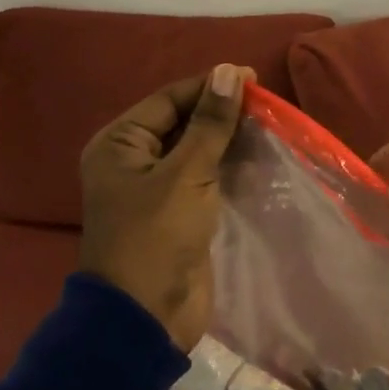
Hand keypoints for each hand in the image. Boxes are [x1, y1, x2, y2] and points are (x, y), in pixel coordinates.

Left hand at [77, 63, 253, 347]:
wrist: (147, 316)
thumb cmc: (157, 236)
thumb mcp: (185, 174)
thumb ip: (210, 123)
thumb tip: (228, 72)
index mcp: (120, 143)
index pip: (170, 99)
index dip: (210, 87)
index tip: (253, 79)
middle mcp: (133, 159)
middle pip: (183, 121)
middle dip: (221, 112)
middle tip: (265, 105)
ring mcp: (155, 187)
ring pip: (197, 149)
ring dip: (228, 138)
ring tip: (268, 126)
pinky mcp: (178, 211)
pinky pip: (205, 175)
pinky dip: (229, 165)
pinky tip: (259, 157)